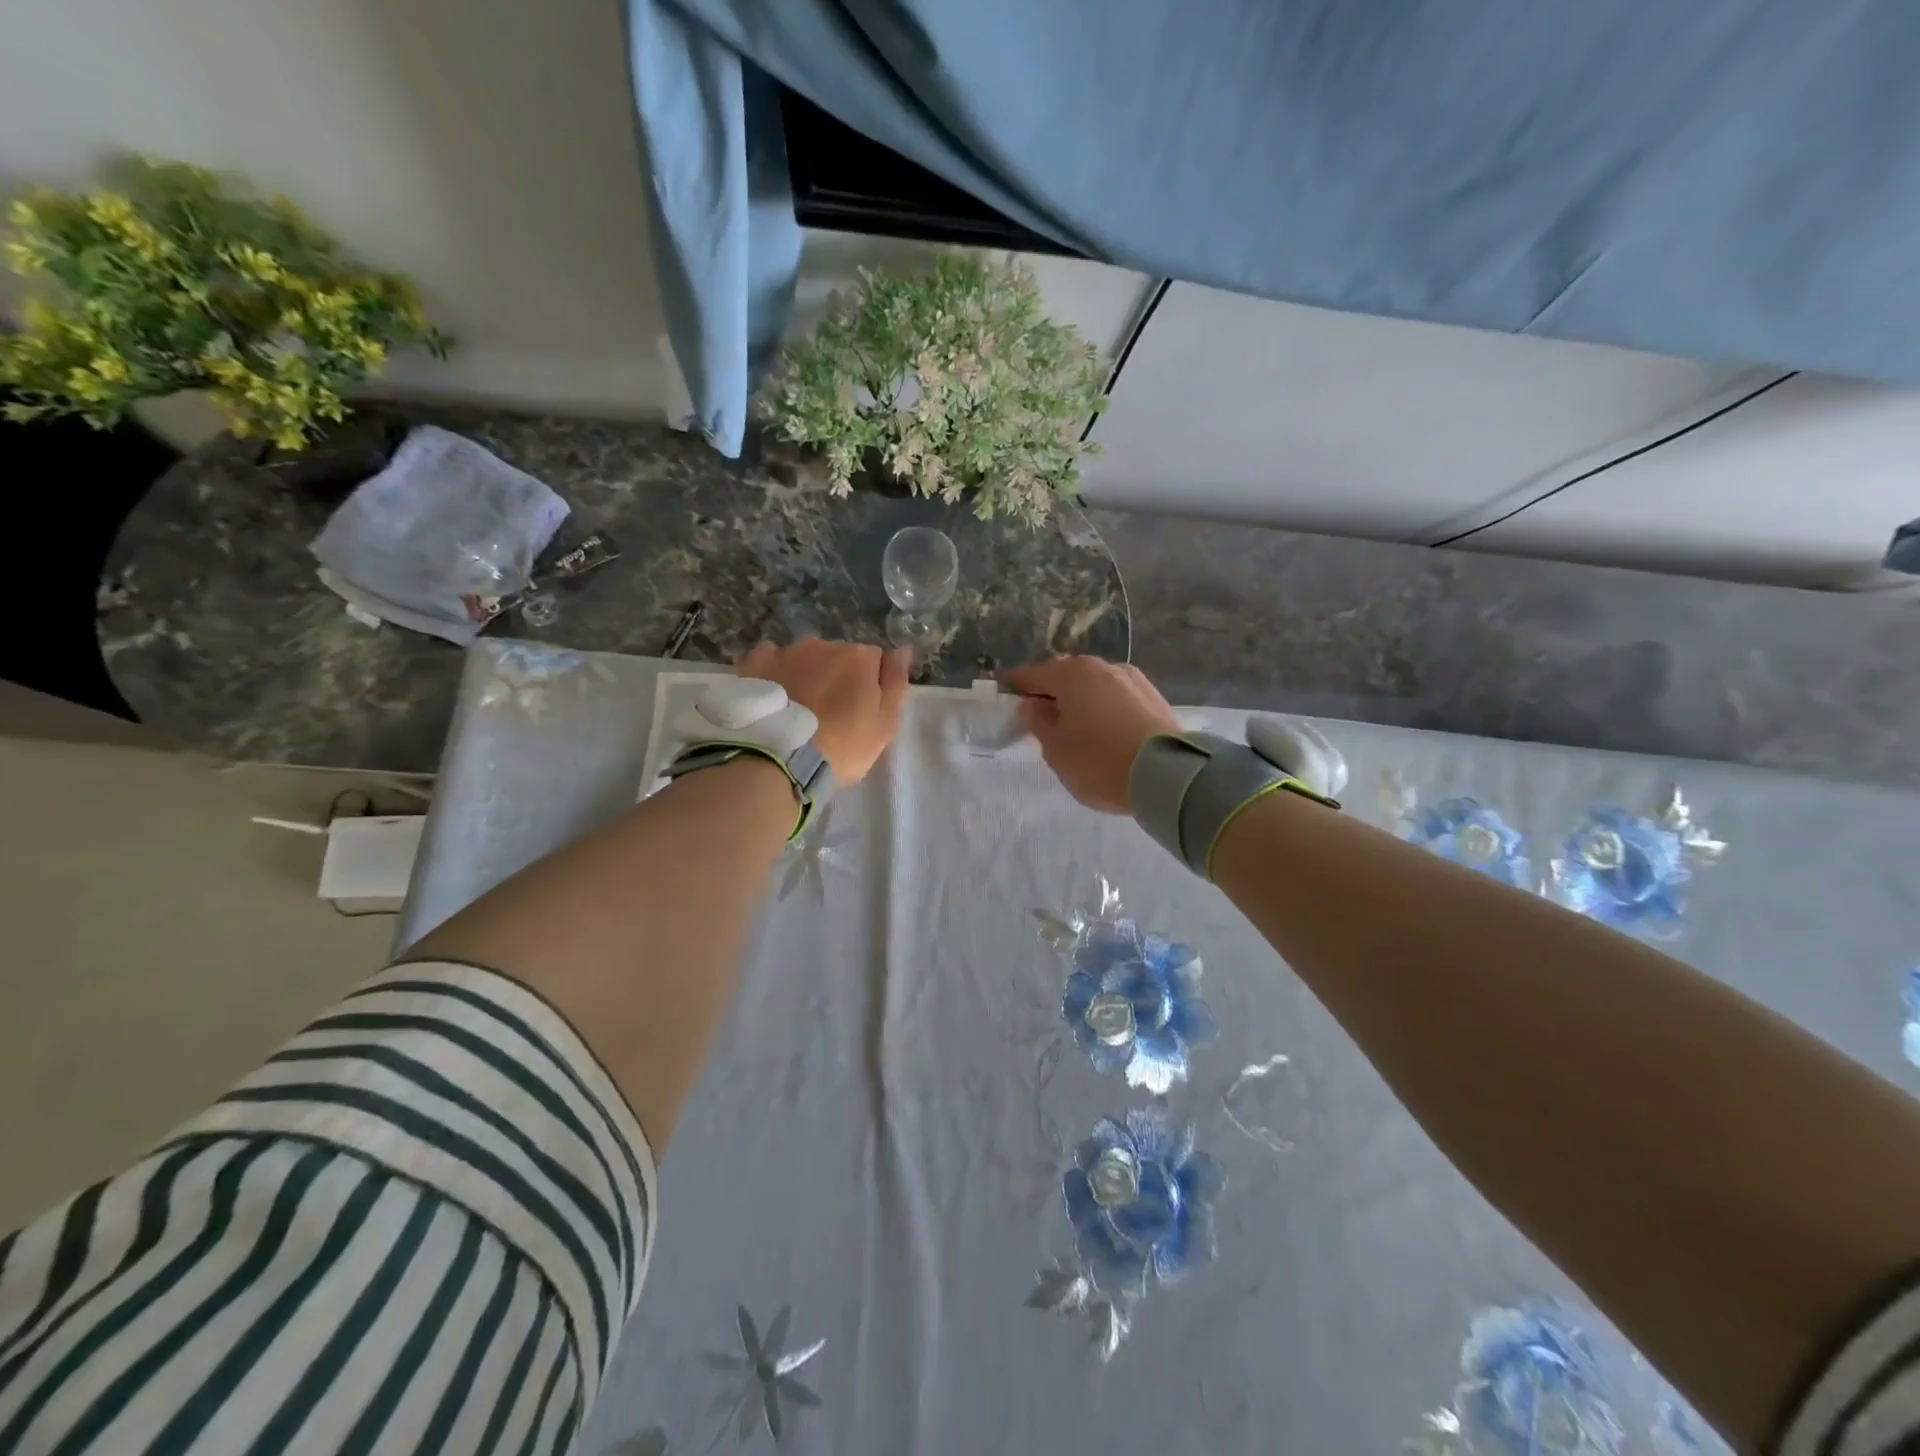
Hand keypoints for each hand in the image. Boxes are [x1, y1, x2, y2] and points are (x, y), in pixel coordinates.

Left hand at [737, 639, 910, 784]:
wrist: (779, 760)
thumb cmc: (842, 746)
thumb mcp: (885, 724)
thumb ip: (896, 683)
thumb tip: (903, 649)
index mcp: (860, 657)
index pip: (875, 660)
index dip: (871, 685)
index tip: (862, 710)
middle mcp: (824, 645)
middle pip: (839, 656)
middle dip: (838, 677)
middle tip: (830, 714)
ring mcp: (786, 652)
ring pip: (805, 657)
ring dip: (807, 674)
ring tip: (799, 709)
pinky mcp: (756, 664)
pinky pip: (771, 658)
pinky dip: (776, 671)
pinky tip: (775, 694)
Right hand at [998, 656, 1178, 812]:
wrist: (1168, 776)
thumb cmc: (1100, 761)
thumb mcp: (1056, 749)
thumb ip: (1039, 722)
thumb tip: (1033, 705)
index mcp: (1073, 674)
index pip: (1034, 674)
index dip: (1016, 683)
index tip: (1003, 687)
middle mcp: (1103, 667)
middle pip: (1067, 676)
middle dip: (1051, 691)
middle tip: (1038, 713)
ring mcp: (1132, 680)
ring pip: (1094, 686)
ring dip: (1080, 700)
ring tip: (1073, 725)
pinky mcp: (1154, 698)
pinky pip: (1116, 698)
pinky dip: (1102, 708)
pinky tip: (1101, 729)